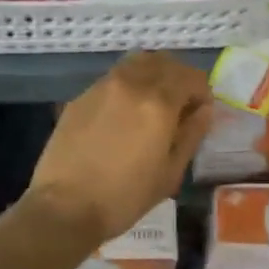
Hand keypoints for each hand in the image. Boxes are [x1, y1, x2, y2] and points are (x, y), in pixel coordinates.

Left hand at [25, 52, 212, 245]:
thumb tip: (203, 110)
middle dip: (179, 78)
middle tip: (179, 106)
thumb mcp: (170, 172)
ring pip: (137, 62)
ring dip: (153, 75)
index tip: (198, 115)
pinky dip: (129, 85)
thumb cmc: (125, 197)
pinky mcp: (81, 96)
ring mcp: (102, 86)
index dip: (202, 93)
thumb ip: (192, 134)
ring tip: (152, 105)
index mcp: (159, 103)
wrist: (65, 207)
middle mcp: (131, 83)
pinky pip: (114, 78)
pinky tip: (123, 115)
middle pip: (164, 61)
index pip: (191, 77)